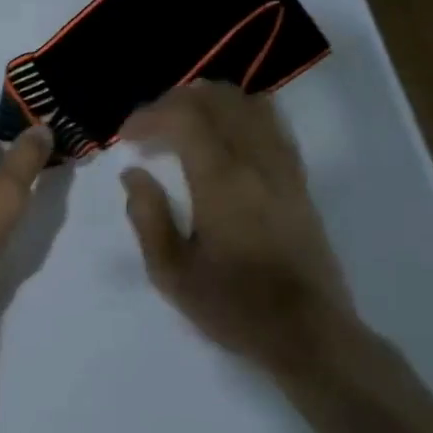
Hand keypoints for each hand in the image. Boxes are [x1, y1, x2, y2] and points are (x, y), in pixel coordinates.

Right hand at [119, 82, 354, 369]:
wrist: (307, 332)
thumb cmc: (232, 306)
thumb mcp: (171, 272)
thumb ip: (147, 216)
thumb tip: (134, 174)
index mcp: (222, 182)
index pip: (185, 118)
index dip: (149, 116)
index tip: (126, 136)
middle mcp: (257, 162)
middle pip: (218, 99)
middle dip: (175, 101)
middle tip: (148, 126)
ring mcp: (284, 167)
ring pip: (249, 103)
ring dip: (210, 102)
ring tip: (181, 123)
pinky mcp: (298, 180)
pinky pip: (271, 123)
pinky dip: (240, 114)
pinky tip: (222, 136)